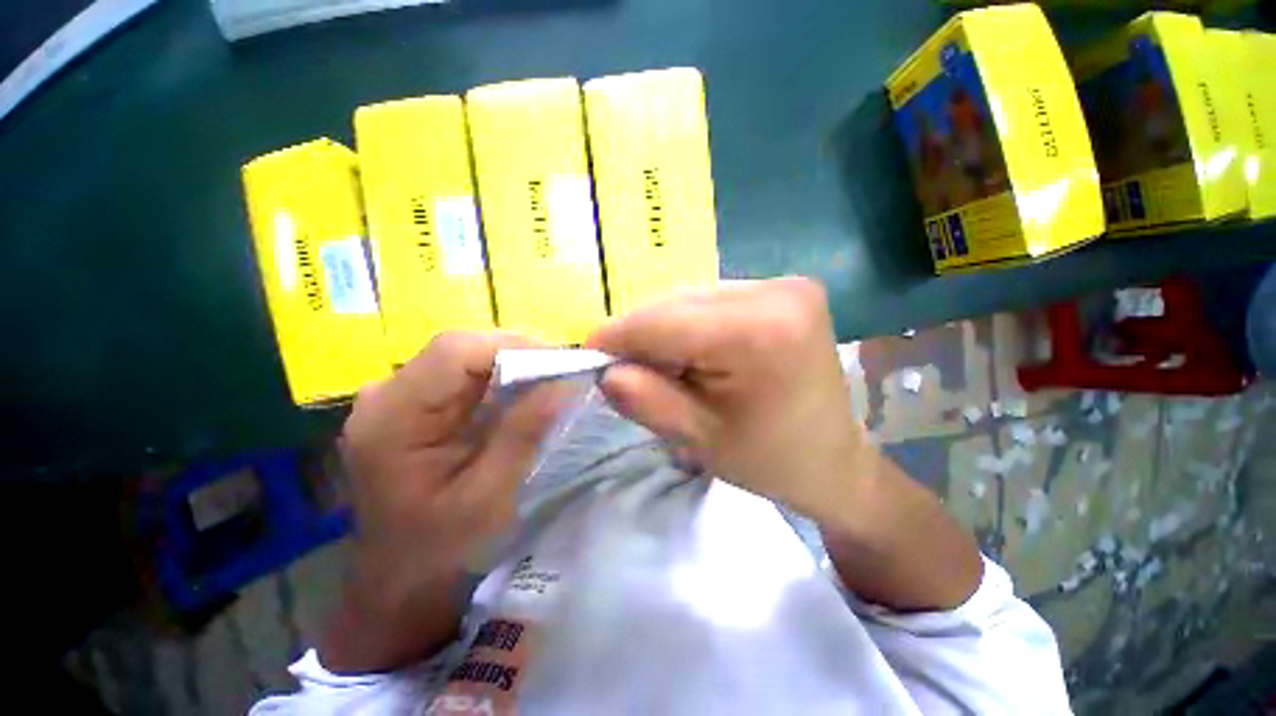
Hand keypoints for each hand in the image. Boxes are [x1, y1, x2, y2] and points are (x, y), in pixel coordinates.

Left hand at [325, 332, 563, 671]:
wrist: (399, 578)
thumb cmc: (440, 549)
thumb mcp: (490, 495)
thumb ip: (524, 433)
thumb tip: (565, 383)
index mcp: (392, 419)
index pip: (455, 352)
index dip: (513, 348)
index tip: (561, 364)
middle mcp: (385, 395)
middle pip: (460, 348)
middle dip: (518, 354)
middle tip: (562, 372)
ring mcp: (395, 396)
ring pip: (464, 356)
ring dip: (511, 364)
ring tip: (549, 381)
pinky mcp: (411, 403)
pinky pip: (461, 374)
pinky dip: (498, 378)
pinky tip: (521, 395)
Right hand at [588, 277, 867, 528]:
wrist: (833, 459)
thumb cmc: (769, 459)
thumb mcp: (698, 439)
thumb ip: (645, 399)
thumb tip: (606, 368)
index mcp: (759, 332)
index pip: (662, 321)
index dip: (618, 336)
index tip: (591, 357)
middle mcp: (776, 292)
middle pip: (677, 303)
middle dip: (644, 336)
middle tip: (632, 372)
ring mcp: (785, 285)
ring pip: (692, 298)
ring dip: (668, 331)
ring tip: (672, 370)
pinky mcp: (785, 289)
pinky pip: (714, 300)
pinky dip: (693, 325)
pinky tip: (700, 355)